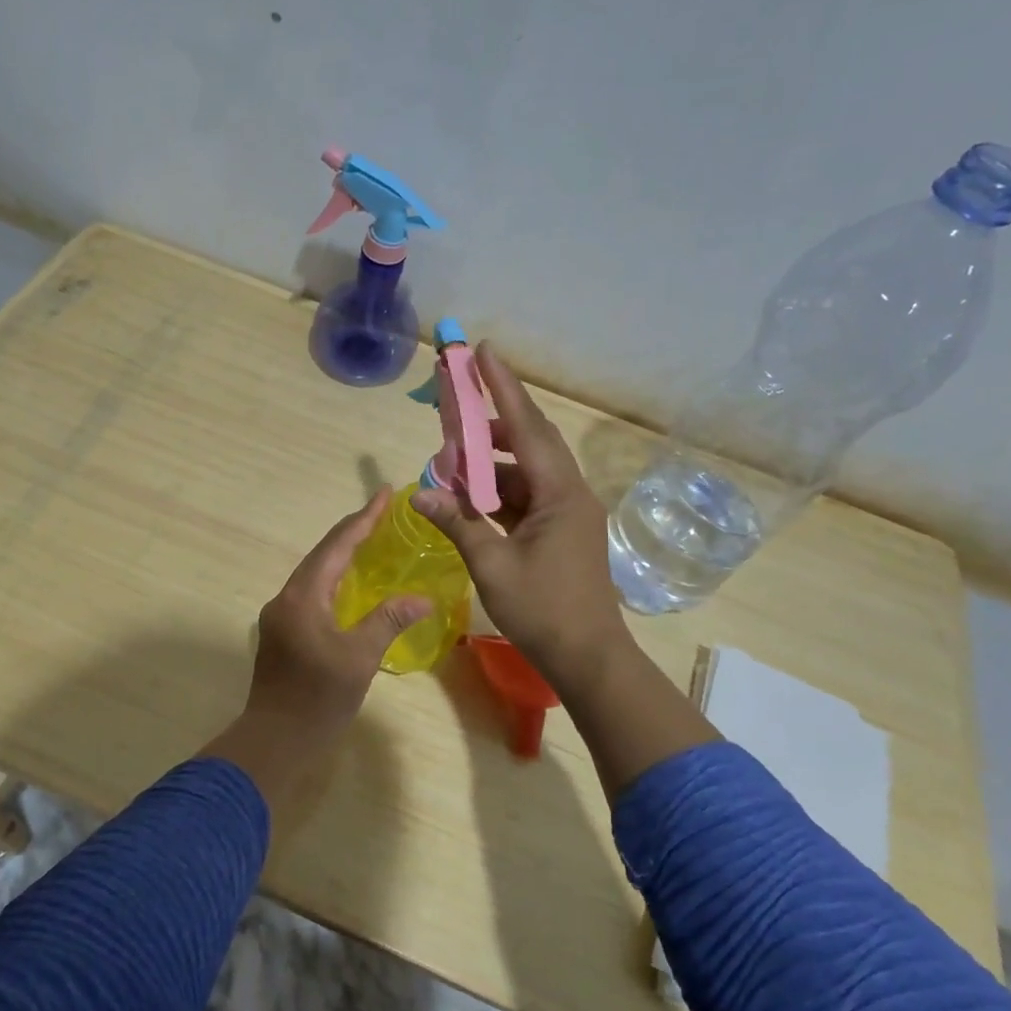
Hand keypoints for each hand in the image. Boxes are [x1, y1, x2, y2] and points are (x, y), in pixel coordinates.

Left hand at [203, 491, 432, 806]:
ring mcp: (280, 615)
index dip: (362, 519)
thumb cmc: (317, 699)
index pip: (336, 546)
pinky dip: (333, 579)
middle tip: (382, 514)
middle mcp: (287, 597)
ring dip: (341, 555)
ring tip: (370, 541)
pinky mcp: (282, 632)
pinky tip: (350, 585)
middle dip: (352, 532)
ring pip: (314, 573)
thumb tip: (422, 597)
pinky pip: (311, 592)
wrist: (273, 740)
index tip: (383, 495)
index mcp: (303, 596)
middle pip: (322, 554)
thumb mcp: (359, 658)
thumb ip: (388, 621)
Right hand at [410, 343, 629, 686]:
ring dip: (489, 463)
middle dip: (490, 421)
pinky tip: (469, 498)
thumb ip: (457, 523)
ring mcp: (567, 512)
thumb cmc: (543, 611)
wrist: (588, 658)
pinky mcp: (561, 531)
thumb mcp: (492, 565)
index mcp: (559, 493)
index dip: (503, 388)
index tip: (483, 352)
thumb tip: (422, 493)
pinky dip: (497, 492)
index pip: (526, 427)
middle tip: (455, 405)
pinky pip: (525, 496)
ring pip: (524, 471)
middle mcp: (568, 492)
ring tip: (451, 460)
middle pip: (528, 441)